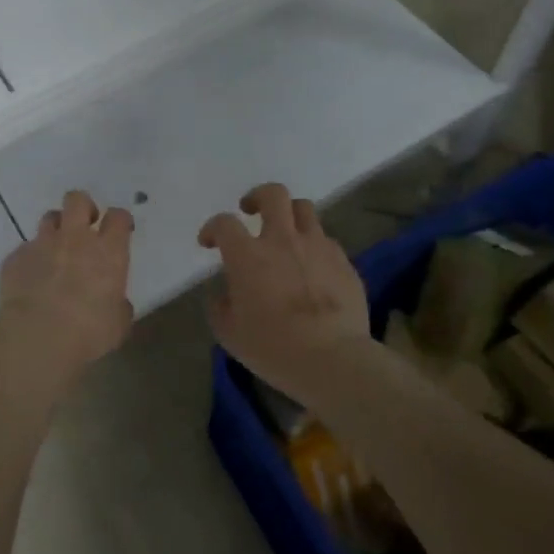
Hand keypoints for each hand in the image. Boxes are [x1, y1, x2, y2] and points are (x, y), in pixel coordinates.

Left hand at [0, 190, 134, 379]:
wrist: (36, 339)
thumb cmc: (87, 334)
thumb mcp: (117, 324)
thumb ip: (118, 305)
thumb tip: (115, 303)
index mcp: (107, 252)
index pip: (118, 217)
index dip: (120, 220)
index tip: (120, 230)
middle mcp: (74, 239)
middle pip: (78, 200)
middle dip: (84, 207)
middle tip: (85, 227)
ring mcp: (41, 245)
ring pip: (50, 218)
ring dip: (56, 230)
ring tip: (56, 252)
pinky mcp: (14, 258)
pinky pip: (25, 250)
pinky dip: (31, 260)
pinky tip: (30, 282)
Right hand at [197, 183, 369, 395]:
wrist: (333, 359)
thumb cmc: (272, 347)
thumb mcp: (229, 333)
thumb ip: (220, 306)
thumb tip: (223, 294)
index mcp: (248, 255)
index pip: (224, 223)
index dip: (212, 228)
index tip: (209, 243)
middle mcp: (282, 240)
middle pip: (273, 194)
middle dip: (258, 196)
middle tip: (251, 211)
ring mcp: (317, 247)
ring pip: (305, 209)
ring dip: (290, 215)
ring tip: (286, 234)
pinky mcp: (344, 262)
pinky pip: (326, 241)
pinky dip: (314, 247)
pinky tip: (312, 268)